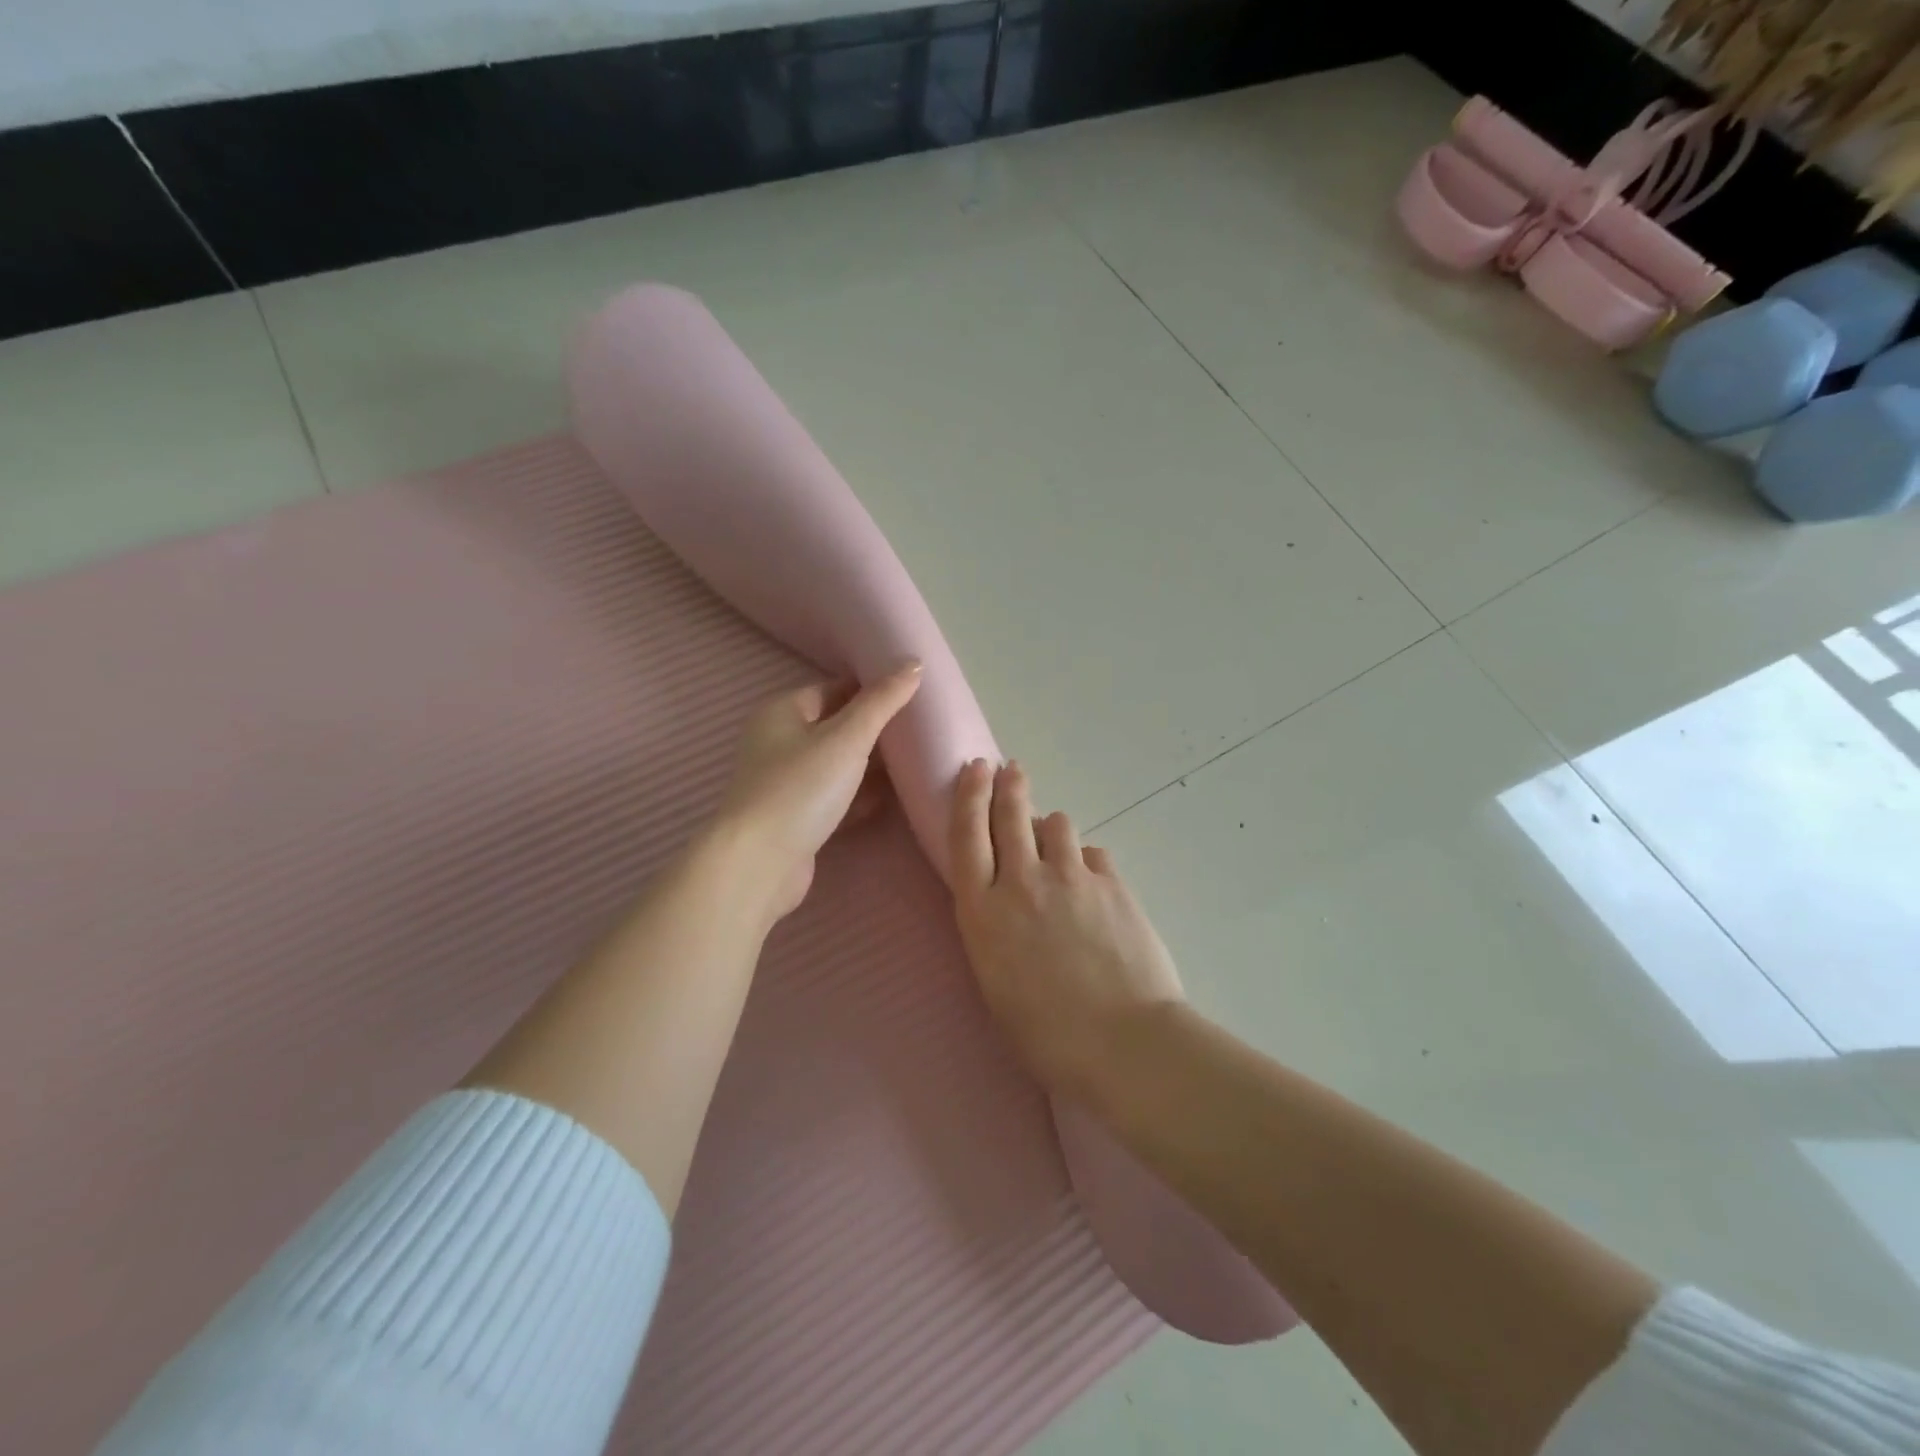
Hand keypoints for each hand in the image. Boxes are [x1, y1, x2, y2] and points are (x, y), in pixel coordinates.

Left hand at [711, 662, 922, 920]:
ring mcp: (786, 782)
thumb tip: (914, 662)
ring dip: (870, 765)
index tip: (914, 694)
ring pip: (837, 764)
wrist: (760, 864)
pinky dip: (859, 795)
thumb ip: (882, 701)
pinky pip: (835, 796)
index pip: (834, 689)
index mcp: (782, 712)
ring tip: (916, 761)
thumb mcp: (847, 738)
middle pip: (836, 727)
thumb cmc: (801, 788)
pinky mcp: (796, 817)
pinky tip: (891, 799)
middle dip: (875, 729)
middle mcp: (779, 742)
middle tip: (921, 729)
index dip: (872, 689)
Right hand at [947, 758, 1185, 1099]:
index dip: (968, 797)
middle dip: (1008, 785)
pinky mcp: (1111, 884)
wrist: (1123, 1042)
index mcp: (984, 911)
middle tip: (1009, 768)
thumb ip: (996, 931)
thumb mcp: (996, 984)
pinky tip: (1092, 883)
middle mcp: (1022, 882)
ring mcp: (1070, 877)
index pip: (967, 836)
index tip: (974, 769)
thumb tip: (1008, 901)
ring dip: (1051, 827)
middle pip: (1010, 815)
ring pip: (1057, 824)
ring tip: (1055, 841)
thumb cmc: (1047, 1035)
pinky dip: (1087, 862)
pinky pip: (1092, 855)